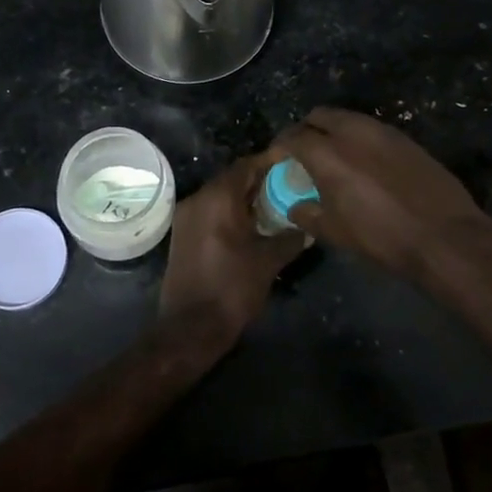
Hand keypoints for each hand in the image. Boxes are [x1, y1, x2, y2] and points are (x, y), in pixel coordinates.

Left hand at [158, 154, 307, 343]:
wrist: (190, 328)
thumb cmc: (232, 288)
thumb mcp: (268, 262)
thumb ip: (290, 238)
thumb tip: (309, 228)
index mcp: (218, 198)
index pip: (247, 165)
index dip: (271, 163)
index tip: (293, 164)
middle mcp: (198, 199)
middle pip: (232, 178)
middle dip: (260, 180)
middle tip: (289, 185)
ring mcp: (186, 216)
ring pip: (221, 195)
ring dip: (245, 197)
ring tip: (275, 205)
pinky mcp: (183, 234)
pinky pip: (211, 211)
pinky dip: (231, 211)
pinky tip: (252, 225)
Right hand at [271, 108, 491, 280]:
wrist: (443, 235)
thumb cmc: (382, 236)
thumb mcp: (336, 232)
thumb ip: (308, 214)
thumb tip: (296, 207)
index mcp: (328, 152)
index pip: (293, 137)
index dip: (279, 147)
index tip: (275, 159)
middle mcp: (352, 131)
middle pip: (319, 116)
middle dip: (305, 130)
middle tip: (302, 153)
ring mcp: (382, 131)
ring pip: (347, 118)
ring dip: (333, 131)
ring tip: (332, 156)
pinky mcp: (405, 138)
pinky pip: (371, 129)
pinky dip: (358, 138)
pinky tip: (363, 162)